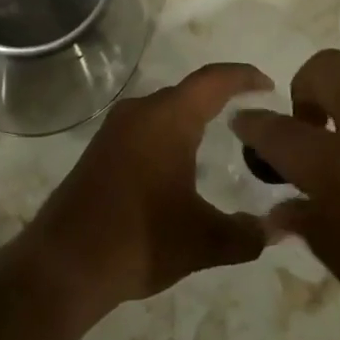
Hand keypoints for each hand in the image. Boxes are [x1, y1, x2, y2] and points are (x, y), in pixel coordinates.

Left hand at [22, 63, 270, 325]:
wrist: (64, 263)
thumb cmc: (140, 240)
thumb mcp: (203, 241)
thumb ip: (246, 234)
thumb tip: (276, 230)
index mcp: (168, 118)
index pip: (213, 80)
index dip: (243, 76)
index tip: (268, 84)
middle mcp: (141, 111)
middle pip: (188, 92)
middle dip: (220, 96)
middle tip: (250, 113)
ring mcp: (116, 129)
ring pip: (164, 109)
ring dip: (192, 116)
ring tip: (220, 134)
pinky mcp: (100, 149)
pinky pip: (145, 127)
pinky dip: (169, 133)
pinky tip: (179, 161)